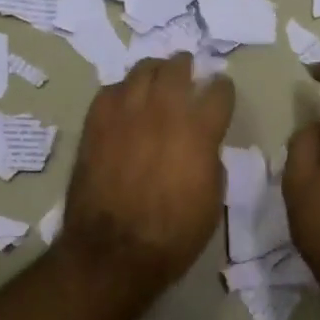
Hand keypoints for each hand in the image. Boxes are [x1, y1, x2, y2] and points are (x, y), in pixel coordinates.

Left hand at [60, 54, 234, 287]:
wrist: (113, 252)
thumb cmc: (173, 235)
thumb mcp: (212, 201)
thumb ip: (211, 161)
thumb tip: (202, 146)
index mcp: (199, 130)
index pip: (219, 91)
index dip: (223, 89)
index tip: (221, 92)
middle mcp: (164, 111)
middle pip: (178, 68)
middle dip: (187, 67)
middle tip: (187, 72)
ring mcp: (126, 113)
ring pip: (142, 70)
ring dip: (155, 71)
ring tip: (156, 78)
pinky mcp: (96, 123)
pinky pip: (111, 90)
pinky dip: (122, 92)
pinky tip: (124, 103)